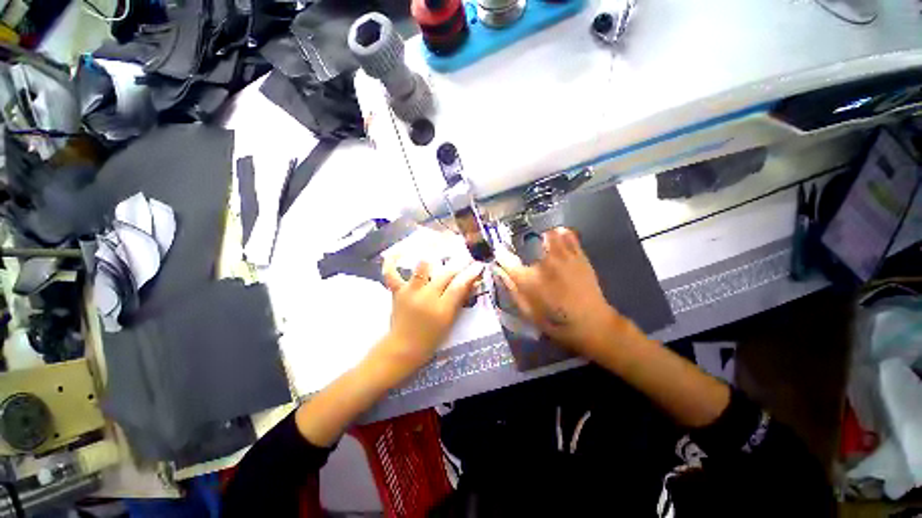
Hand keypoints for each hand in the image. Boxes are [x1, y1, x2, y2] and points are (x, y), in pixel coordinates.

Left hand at [375, 256, 484, 381]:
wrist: (403, 347)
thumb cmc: (430, 337)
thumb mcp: (449, 321)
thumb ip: (459, 300)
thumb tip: (470, 282)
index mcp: (442, 309)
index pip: (459, 285)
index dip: (471, 273)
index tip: (478, 265)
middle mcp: (427, 297)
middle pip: (445, 275)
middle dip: (457, 266)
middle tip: (464, 260)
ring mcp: (410, 293)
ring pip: (422, 269)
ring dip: (431, 261)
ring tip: (436, 252)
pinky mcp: (397, 292)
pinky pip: (391, 274)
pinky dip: (392, 263)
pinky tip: (396, 253)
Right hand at [494, 227, 623, 351]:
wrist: (591, 324)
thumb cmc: (555, 321)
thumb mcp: (526, 310)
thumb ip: (511, 288)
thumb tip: (498, 270)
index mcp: (528, 280)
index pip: (506, 259)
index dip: (500, 255)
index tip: (500, 255)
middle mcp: (544, 263)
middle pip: (527, 241)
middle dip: (521, 243)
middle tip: (522, 250)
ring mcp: (564, 257)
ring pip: (548, 233)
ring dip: (541, 236)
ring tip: (540, 243)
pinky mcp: (579, 256)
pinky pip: (569, 235)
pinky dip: (561, 234)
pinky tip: (558, 239)